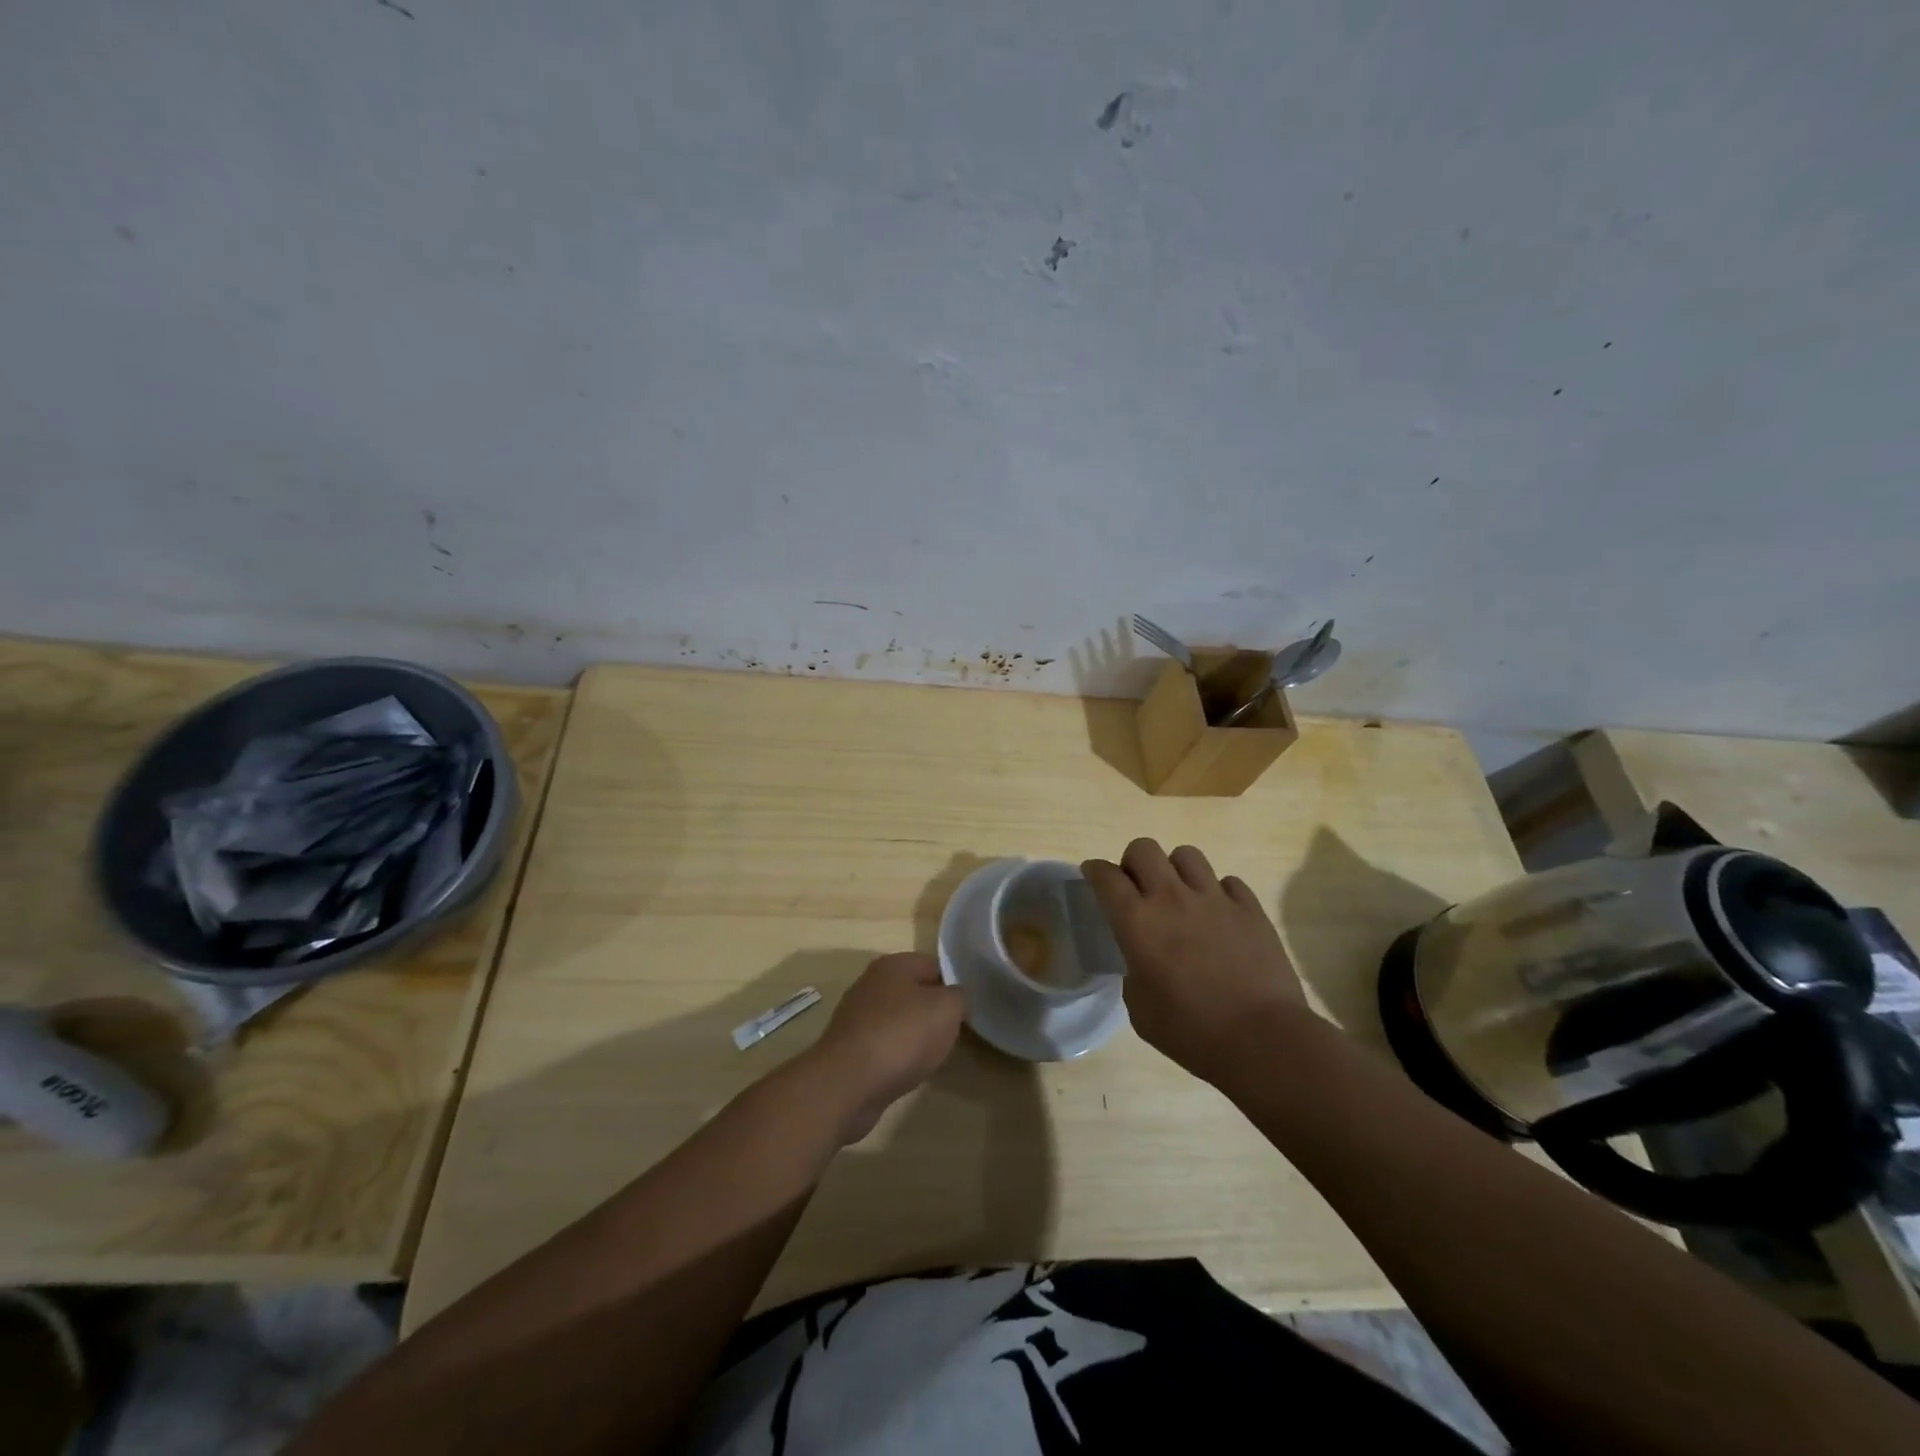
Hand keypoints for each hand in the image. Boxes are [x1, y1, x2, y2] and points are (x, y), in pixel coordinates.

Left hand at [808, 953, 965, 1143]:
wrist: (847, 1083)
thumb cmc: (902, 1035)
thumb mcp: (947, 1009)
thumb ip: (959, 997)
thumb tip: (956, 999)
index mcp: (892, 965)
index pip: (933, 966)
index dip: (952, 987)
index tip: (965, 1012)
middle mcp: (870, 984)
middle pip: (914, 993)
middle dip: (933, 1014)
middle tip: (949, 1035)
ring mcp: (856, 1016)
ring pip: (898, 1021)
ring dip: (914, 1037)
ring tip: (929, 1057)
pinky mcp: (848, 1048)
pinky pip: (883, 1046)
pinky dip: (896, 1057)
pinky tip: (904, 1072)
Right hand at [1081, 839, 1309, 1084]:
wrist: (1262, 1039)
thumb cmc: (1192, 1031)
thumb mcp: (1140, 1009)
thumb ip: (1133, 973)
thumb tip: (1142, 962)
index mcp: (1138, 922)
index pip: (1107, 877)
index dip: (1094, 870)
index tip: (1092, 875)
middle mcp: (1172, 898)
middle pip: (1144, 849)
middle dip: (1133, 861)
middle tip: (1138, 887)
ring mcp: (1214, 899)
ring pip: (1187, 855)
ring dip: (1176, 870)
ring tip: (1180, 895)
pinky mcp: (1250, 908)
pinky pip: (1228, 881)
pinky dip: (1218, 892)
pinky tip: (1219, 914)